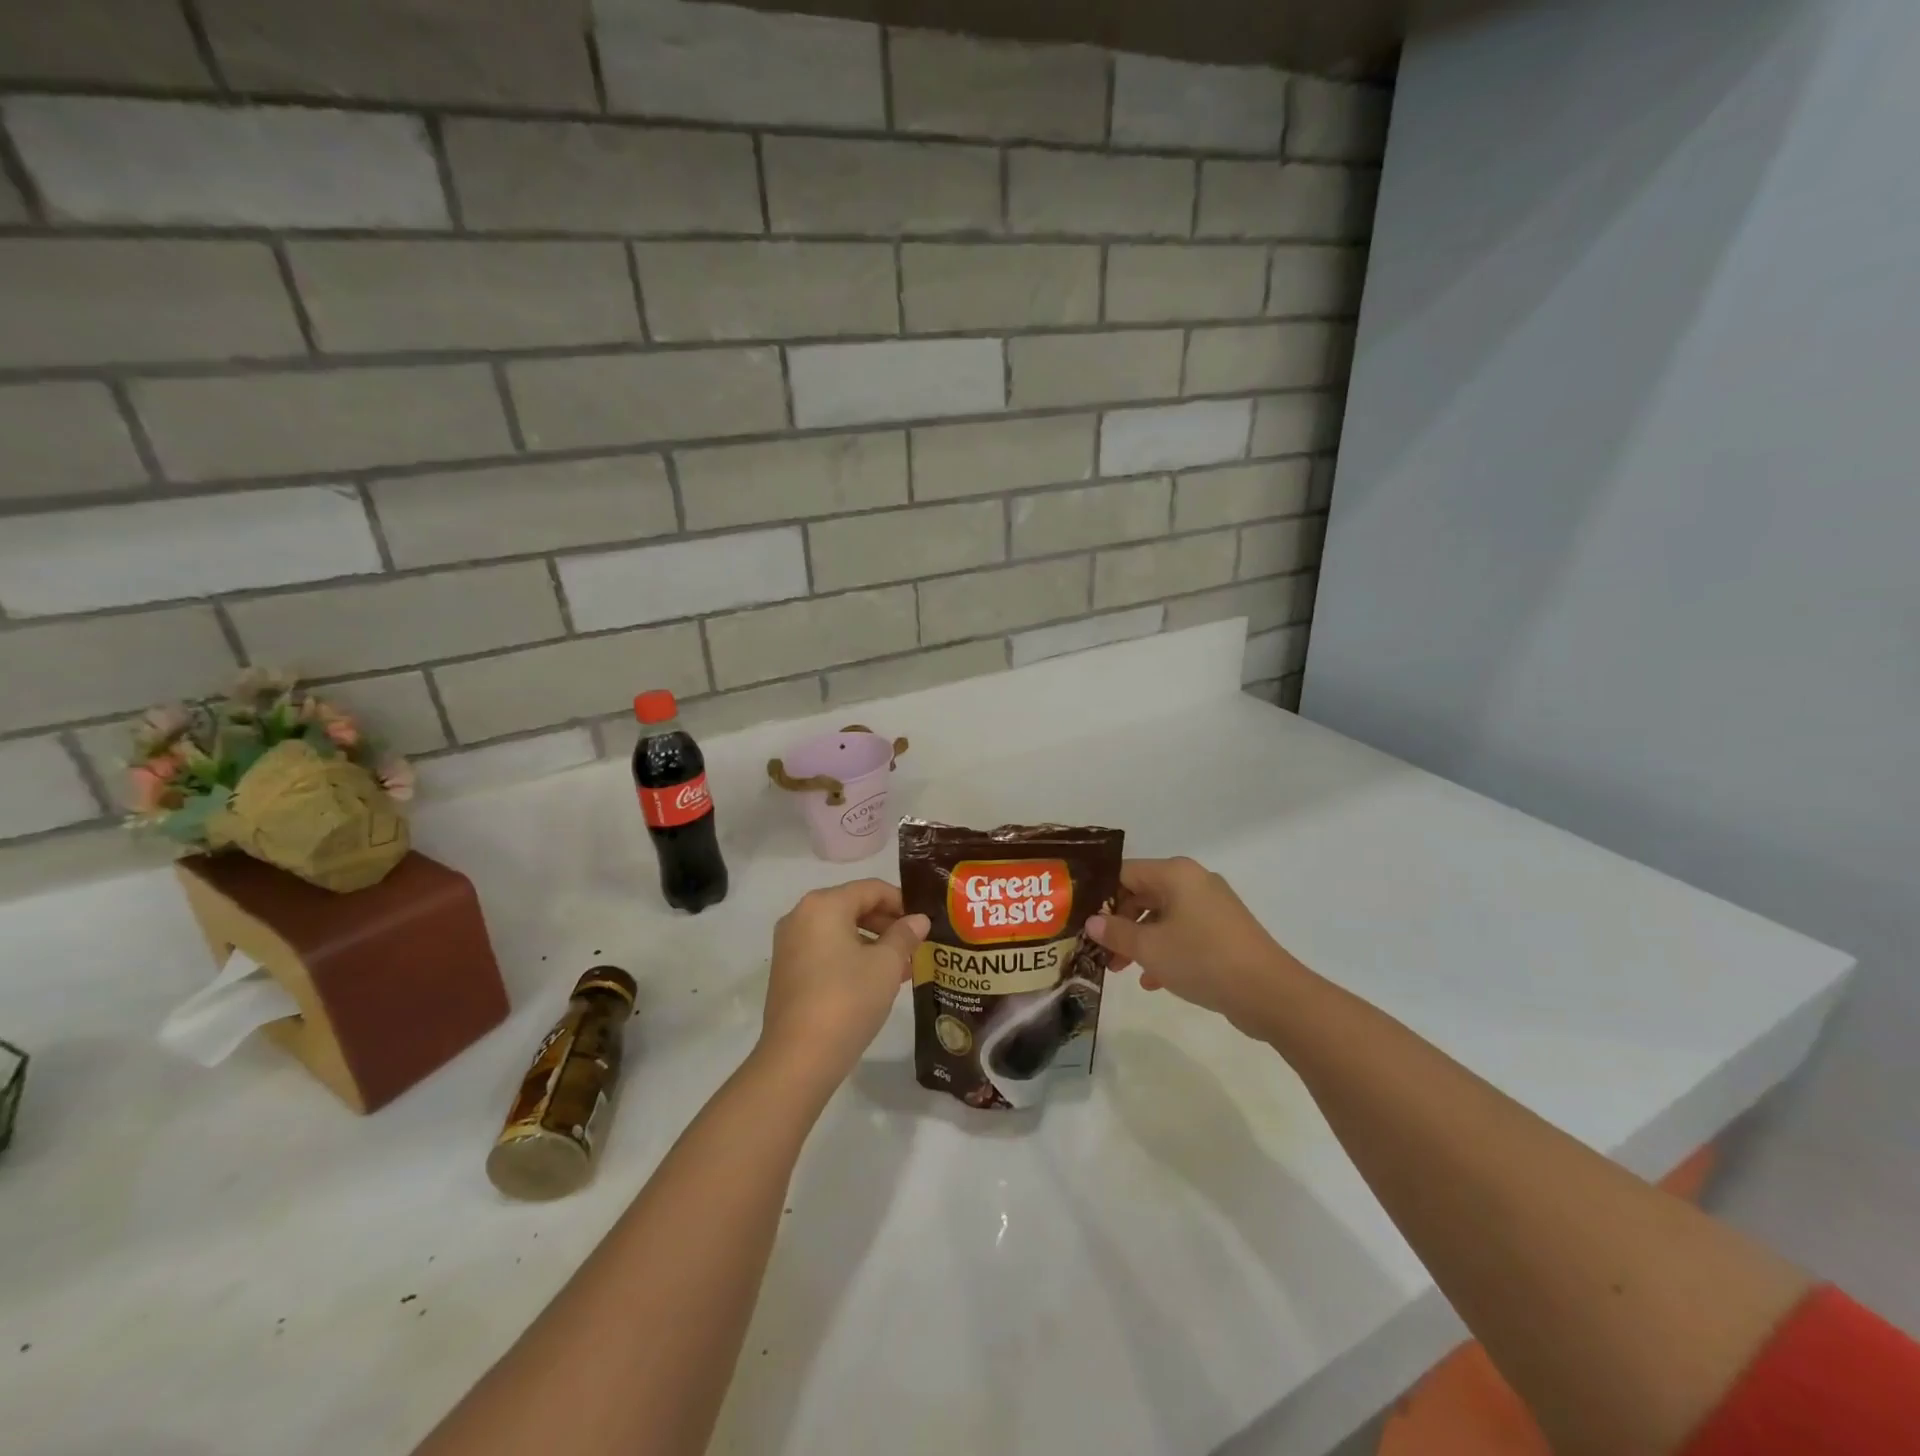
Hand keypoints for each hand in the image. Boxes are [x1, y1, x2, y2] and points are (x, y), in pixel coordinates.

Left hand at [759, 879, 929, 1091]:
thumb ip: (905, 936)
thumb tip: (918, 920)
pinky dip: (851, 957)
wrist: (799, 1058)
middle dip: (887, 924)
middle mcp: (800, 916)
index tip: (924, 923)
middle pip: (853, 906)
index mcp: (824, 904)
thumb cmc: (847, 999)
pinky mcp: (786, 971)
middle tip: (916, 946)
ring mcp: (789, 944)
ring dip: (872, 943)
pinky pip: (825, 951)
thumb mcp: (886, 965)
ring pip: (840, 931)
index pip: (872, 889)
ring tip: (902, 967)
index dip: (902, 902)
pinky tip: (875, 981)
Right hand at [1086, 858, 1301, 1039]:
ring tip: (1121, 969)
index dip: (1100, 896)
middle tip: (1100, 951)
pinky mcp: (1224, 931)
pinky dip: (1165, 950)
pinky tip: (1153, 981)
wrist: (1269, 993)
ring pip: (1162, 916)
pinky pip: (1184, 932)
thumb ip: (1116, 933)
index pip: (1124, 873)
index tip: (1081, 921)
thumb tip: (1091, 922)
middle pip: (1143, 894)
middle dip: (1119, 923)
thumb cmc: (1202, 959)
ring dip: (1140, 940)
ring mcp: (1212, 906)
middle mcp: (1194, 881)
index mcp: (1175, 873)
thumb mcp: (1150, 948)